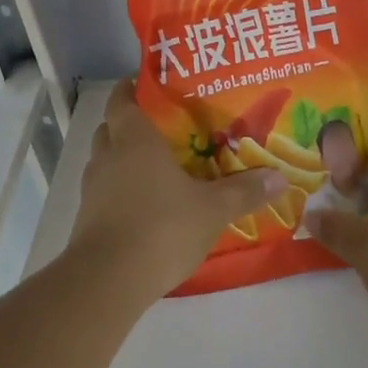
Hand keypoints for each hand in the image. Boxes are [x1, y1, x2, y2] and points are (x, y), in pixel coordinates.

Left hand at [68, 81, 286, 305]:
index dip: (132, 89)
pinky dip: (118, 191)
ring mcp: (92, 190)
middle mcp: (108, 158)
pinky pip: (103, 192)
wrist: (107, 282)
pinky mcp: (86, 221)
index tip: (147, 85)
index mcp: (135, 141)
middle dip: (129, 124)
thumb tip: (280, 177)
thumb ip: (244, 191)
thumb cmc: (161, 228)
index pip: (123, 101)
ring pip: (104, 161)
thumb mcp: (213, 210)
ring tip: (154, 166)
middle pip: (110, 128)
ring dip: (121, 159)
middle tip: (161, 127)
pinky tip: (144, 204)